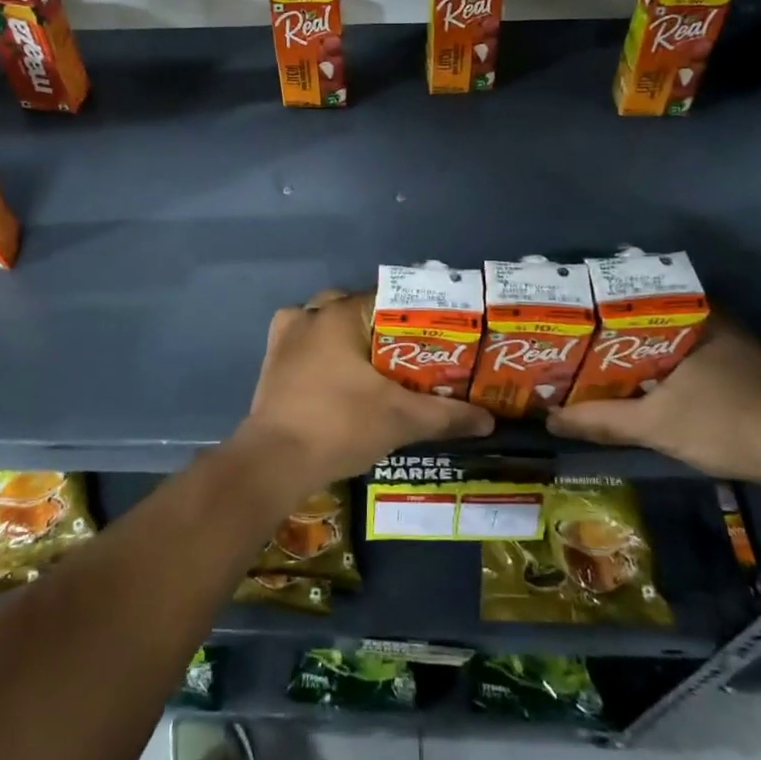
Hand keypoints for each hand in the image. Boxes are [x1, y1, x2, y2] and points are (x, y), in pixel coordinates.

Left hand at [232, 290, 494, 498]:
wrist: (275, 461)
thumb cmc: (340, 425)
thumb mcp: (401, 419)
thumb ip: (447, 415)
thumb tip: (489, 420)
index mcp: (340, 314)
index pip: (388, 298)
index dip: (415, 315)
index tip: (437, 334)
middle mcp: (310, 315)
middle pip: (354, 307)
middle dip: (380, 326)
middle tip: (407, 352)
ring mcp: (284, 337)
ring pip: (325, 323)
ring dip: (347, 337)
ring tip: (373, 364)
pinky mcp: (271, 362)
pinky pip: (302, 344)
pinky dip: (320, 352)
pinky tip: (337, 374)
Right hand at [547, 318, 760, 484]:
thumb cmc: (722, 423)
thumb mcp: (653, 425)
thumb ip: (601, 420)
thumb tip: (551, 420)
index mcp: (691, 319)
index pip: (638, 299)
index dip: (605, 309)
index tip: (579, 319)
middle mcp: (716, 322)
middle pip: (658, 319)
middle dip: (624, 332)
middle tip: (589, 345)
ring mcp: (739, 345)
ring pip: (681, 339)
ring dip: (652, 350)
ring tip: (614, 364)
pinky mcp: (754, 371)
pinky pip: (700, 356)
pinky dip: (676, 365)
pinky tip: (659, 385)